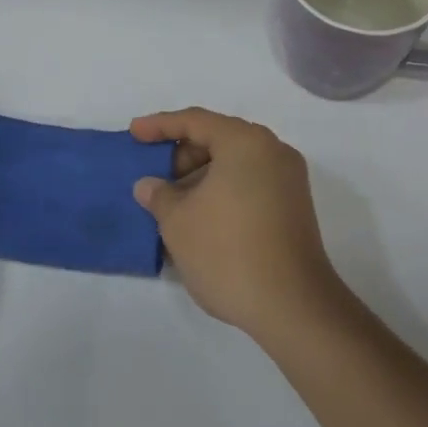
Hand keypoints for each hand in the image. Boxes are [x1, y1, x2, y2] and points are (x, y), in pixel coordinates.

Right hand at [129, 108, 346, 337]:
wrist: (292, 305)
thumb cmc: (227, 252)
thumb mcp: (178, 221)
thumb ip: (159, 195)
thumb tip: (150, 185)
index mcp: (246, 142)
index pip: (196, 121)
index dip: (160, 125)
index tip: (134, 134)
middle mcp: (273, 152)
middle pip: (219, 139)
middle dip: (182, 156)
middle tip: (154, 179)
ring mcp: (288, 181)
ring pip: (234, 165)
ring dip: (200, 178)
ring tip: (171, 205)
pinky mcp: (293, 208)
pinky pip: (249, 185)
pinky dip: (221, 193)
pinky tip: (199, 219)